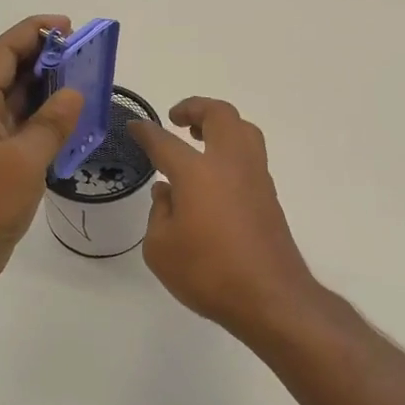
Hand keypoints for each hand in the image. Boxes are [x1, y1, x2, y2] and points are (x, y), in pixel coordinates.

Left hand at [0, 15, 84, 294]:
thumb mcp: (22, 161)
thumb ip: (51, 124)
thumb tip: (74, 93)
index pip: (3, 53)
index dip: (33, 33)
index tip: (68, 27)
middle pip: (13, 74)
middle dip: (48, 59)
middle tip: (87, 55)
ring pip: (22, 102)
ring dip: (51, 90)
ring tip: (88, 82)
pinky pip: (27, 130)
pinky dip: (50, 122)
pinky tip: (76, 122)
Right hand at [129, 98, 323, 339]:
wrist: (269, 296)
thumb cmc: (207, 272)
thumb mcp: (160, 248)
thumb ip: (159, 213)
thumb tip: (167, 191)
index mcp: (197, 172)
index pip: (165, 142)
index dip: (146, 132)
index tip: (134, 126)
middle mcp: (230, 164)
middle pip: (220, 115)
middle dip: (196, 108)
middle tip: (177, 119)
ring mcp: (255, 178)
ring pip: (244, 130)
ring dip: (221, 125)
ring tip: (200, 138)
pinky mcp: (269, 196)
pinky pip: (251, 156)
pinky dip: (232, 150)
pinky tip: (216, 175)